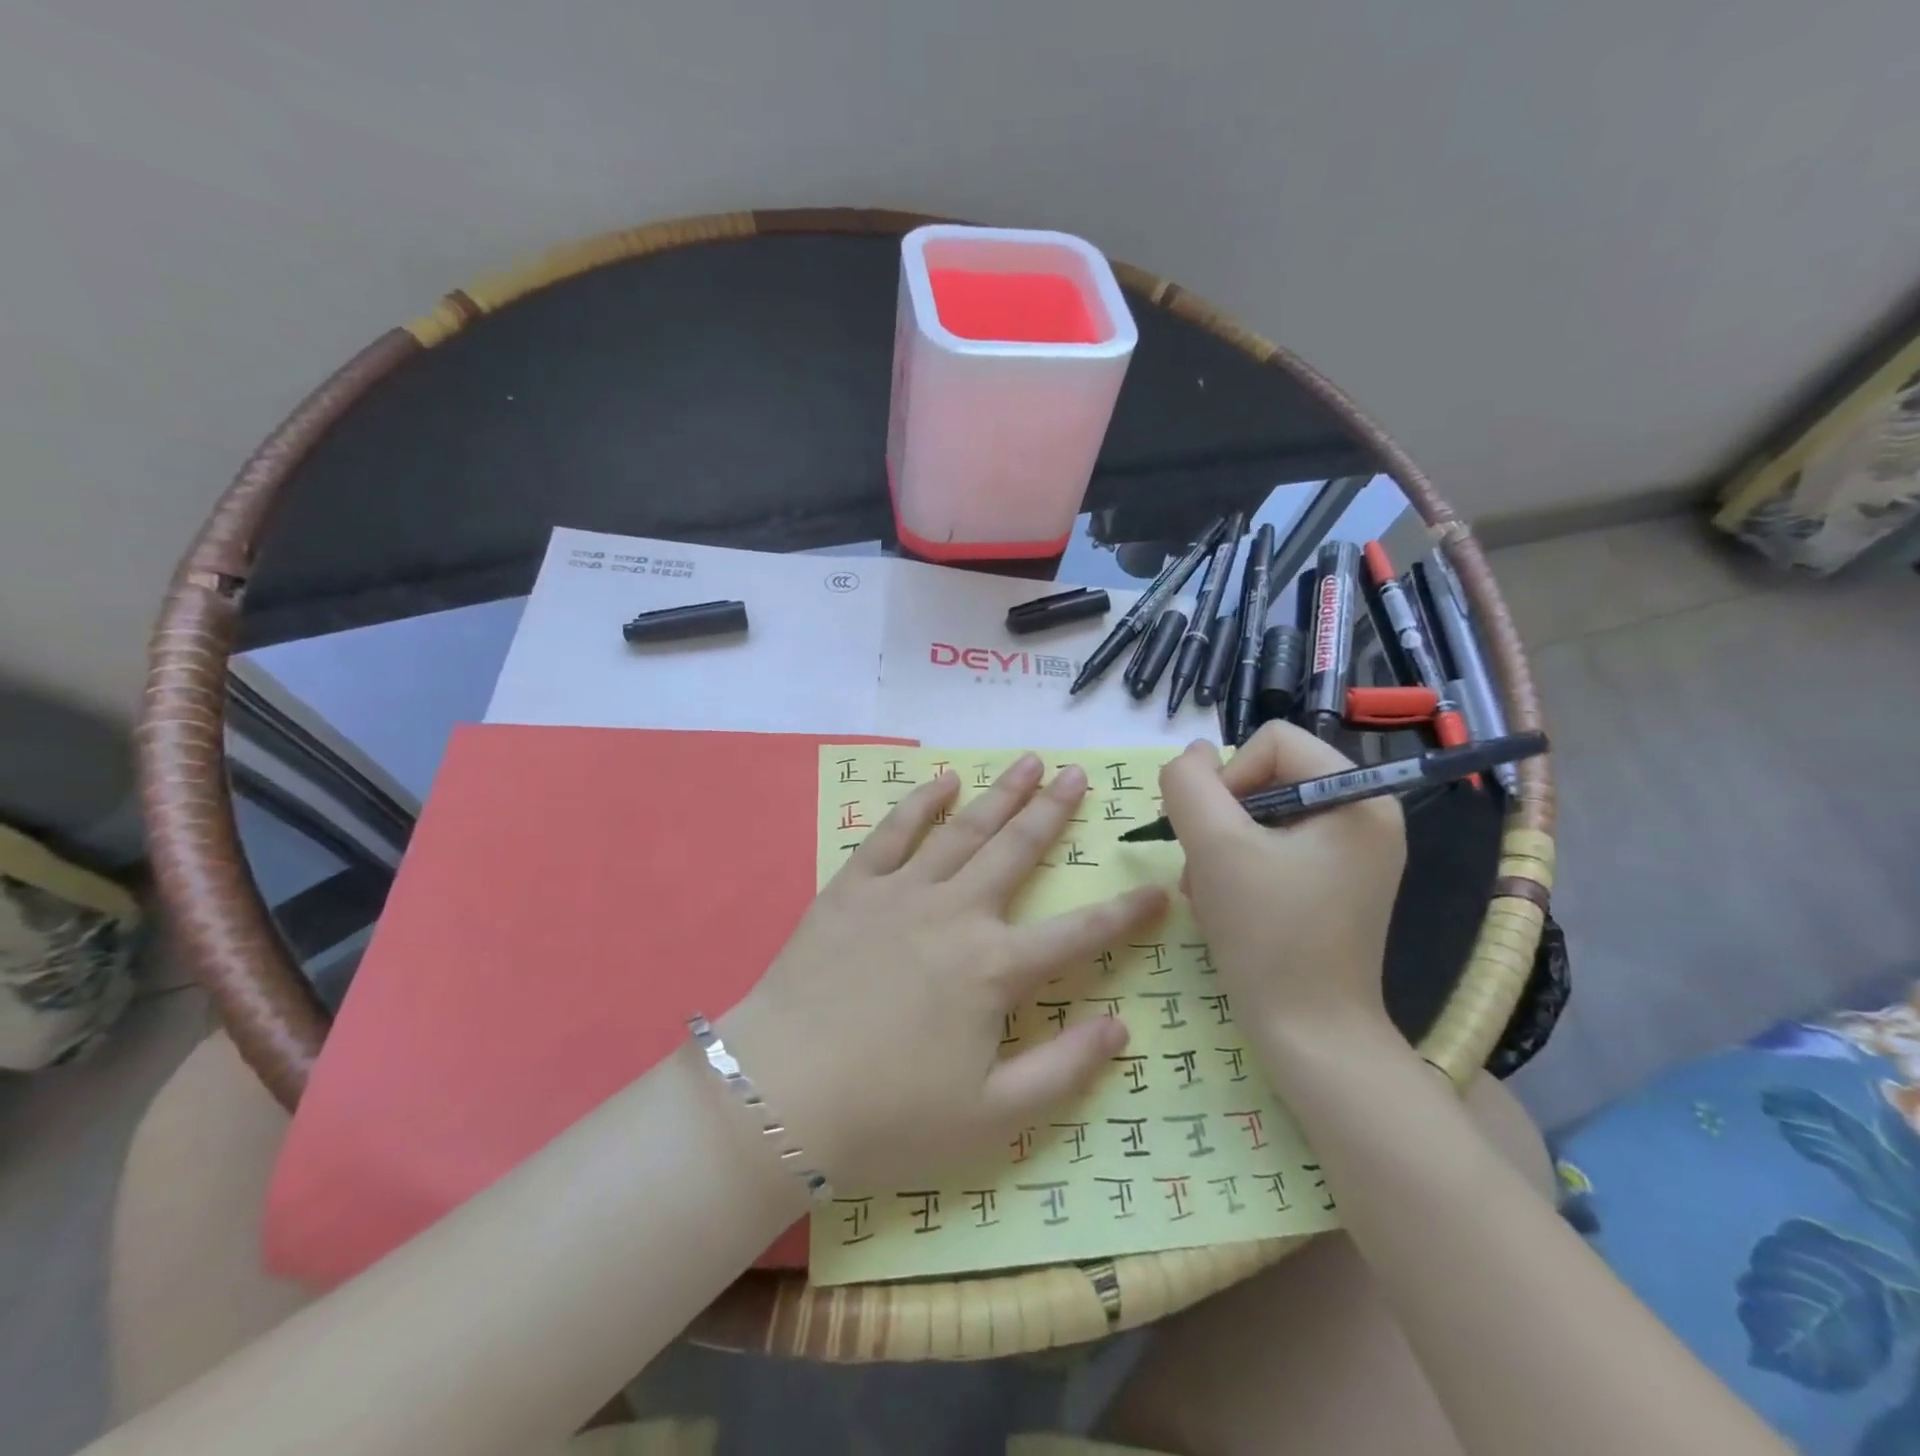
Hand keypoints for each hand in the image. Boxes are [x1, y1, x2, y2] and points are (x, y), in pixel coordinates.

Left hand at [722, 753, 1166, 1190]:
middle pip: (1017, 851)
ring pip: (964, 829)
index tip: (1158, 888)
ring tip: (1029, 762)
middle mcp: (956, 914)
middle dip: (1053, 812)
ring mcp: (902, 893)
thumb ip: (1063, 1070)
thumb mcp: (992, 1117)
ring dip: (1000, 794)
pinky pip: (893, 833)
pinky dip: (921, 803)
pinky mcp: (852, 888)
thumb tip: (1121, 1028)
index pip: (1078, 933)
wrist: (780, 1098)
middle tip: (1079, 775)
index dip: (1125, 913)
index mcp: (994, 969)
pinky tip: (943, 780)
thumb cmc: (889, 1118)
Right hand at [1158, 723, 1405, 1050]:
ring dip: (1221, 846)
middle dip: (1221, 819)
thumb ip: (1190, 784)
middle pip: (1266, 777)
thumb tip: (1193, 753)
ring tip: (1209, 892)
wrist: (1310, 1034)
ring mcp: (1351, 852)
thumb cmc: (1268, 935)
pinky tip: (1225, 903)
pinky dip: (1238, 867)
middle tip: (1203, 867)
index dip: (1228, 777)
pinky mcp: (1334, 881)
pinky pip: (1274, 847)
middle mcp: (1364, 815)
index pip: (1271, 741)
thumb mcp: (1215, 847)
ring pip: (1261, 814)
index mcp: (1358, 796)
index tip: (1212, 833)